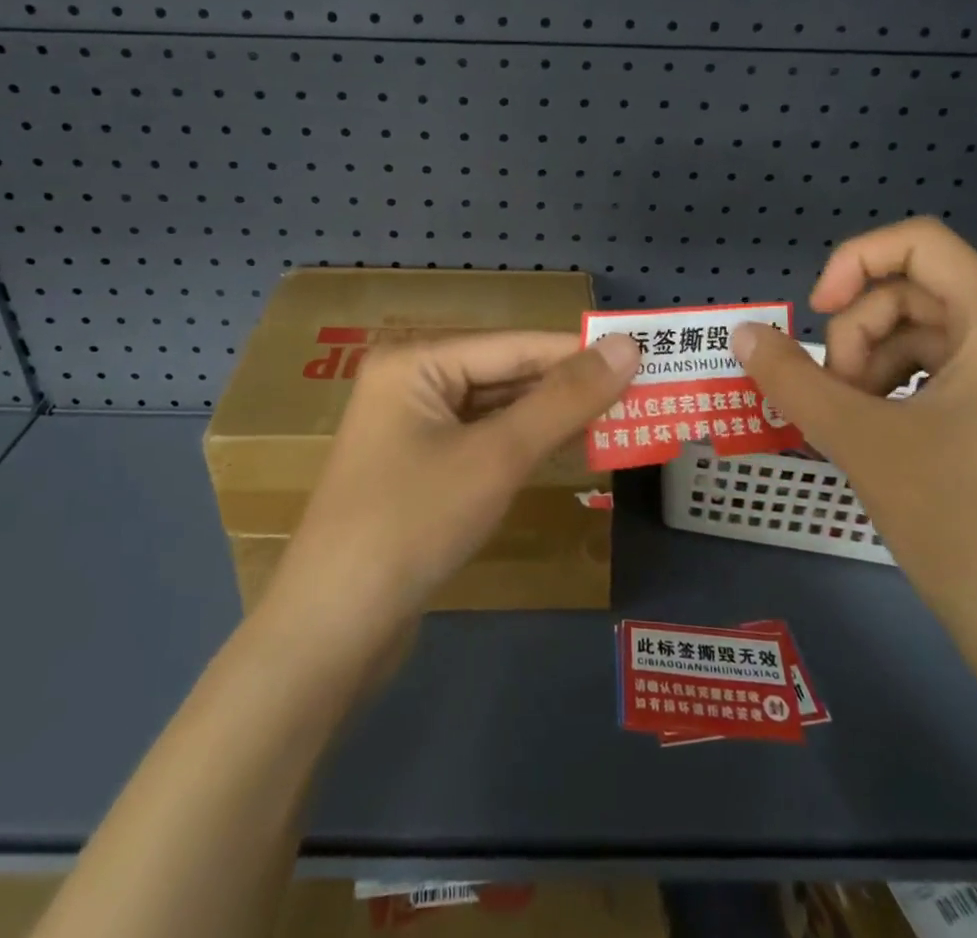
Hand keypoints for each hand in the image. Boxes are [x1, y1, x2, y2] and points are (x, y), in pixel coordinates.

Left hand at [262, 331, 639, 663]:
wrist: (332, 631)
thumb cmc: (413, 524)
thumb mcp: (496, 456)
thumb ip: (564, 399)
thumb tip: (627, 346)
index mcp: (416, 362)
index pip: (516, 345)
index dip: (581, 351)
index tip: (645, 355)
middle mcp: (411, 383)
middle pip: (505, 375)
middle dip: (570, 388)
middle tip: (641, 394)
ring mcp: (412, 430)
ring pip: (497, 411)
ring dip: (552, 419)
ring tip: (621, 421)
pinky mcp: (420, 471)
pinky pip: (483, 443)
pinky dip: (525, 447)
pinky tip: (571, 451)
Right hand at [731, 218, 976, 697]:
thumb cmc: (965, 527)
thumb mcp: (862, 441)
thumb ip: (792, 378)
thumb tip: (743, 334)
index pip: (920, 242)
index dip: (853, 262)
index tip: (813, 314)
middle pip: (918, 293)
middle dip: (859, 334)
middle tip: (833, 398)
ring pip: (930, 336)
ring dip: (875, 366)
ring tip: (853, 425)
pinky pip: (952, 375)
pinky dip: (903, 391)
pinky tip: (883, 438)